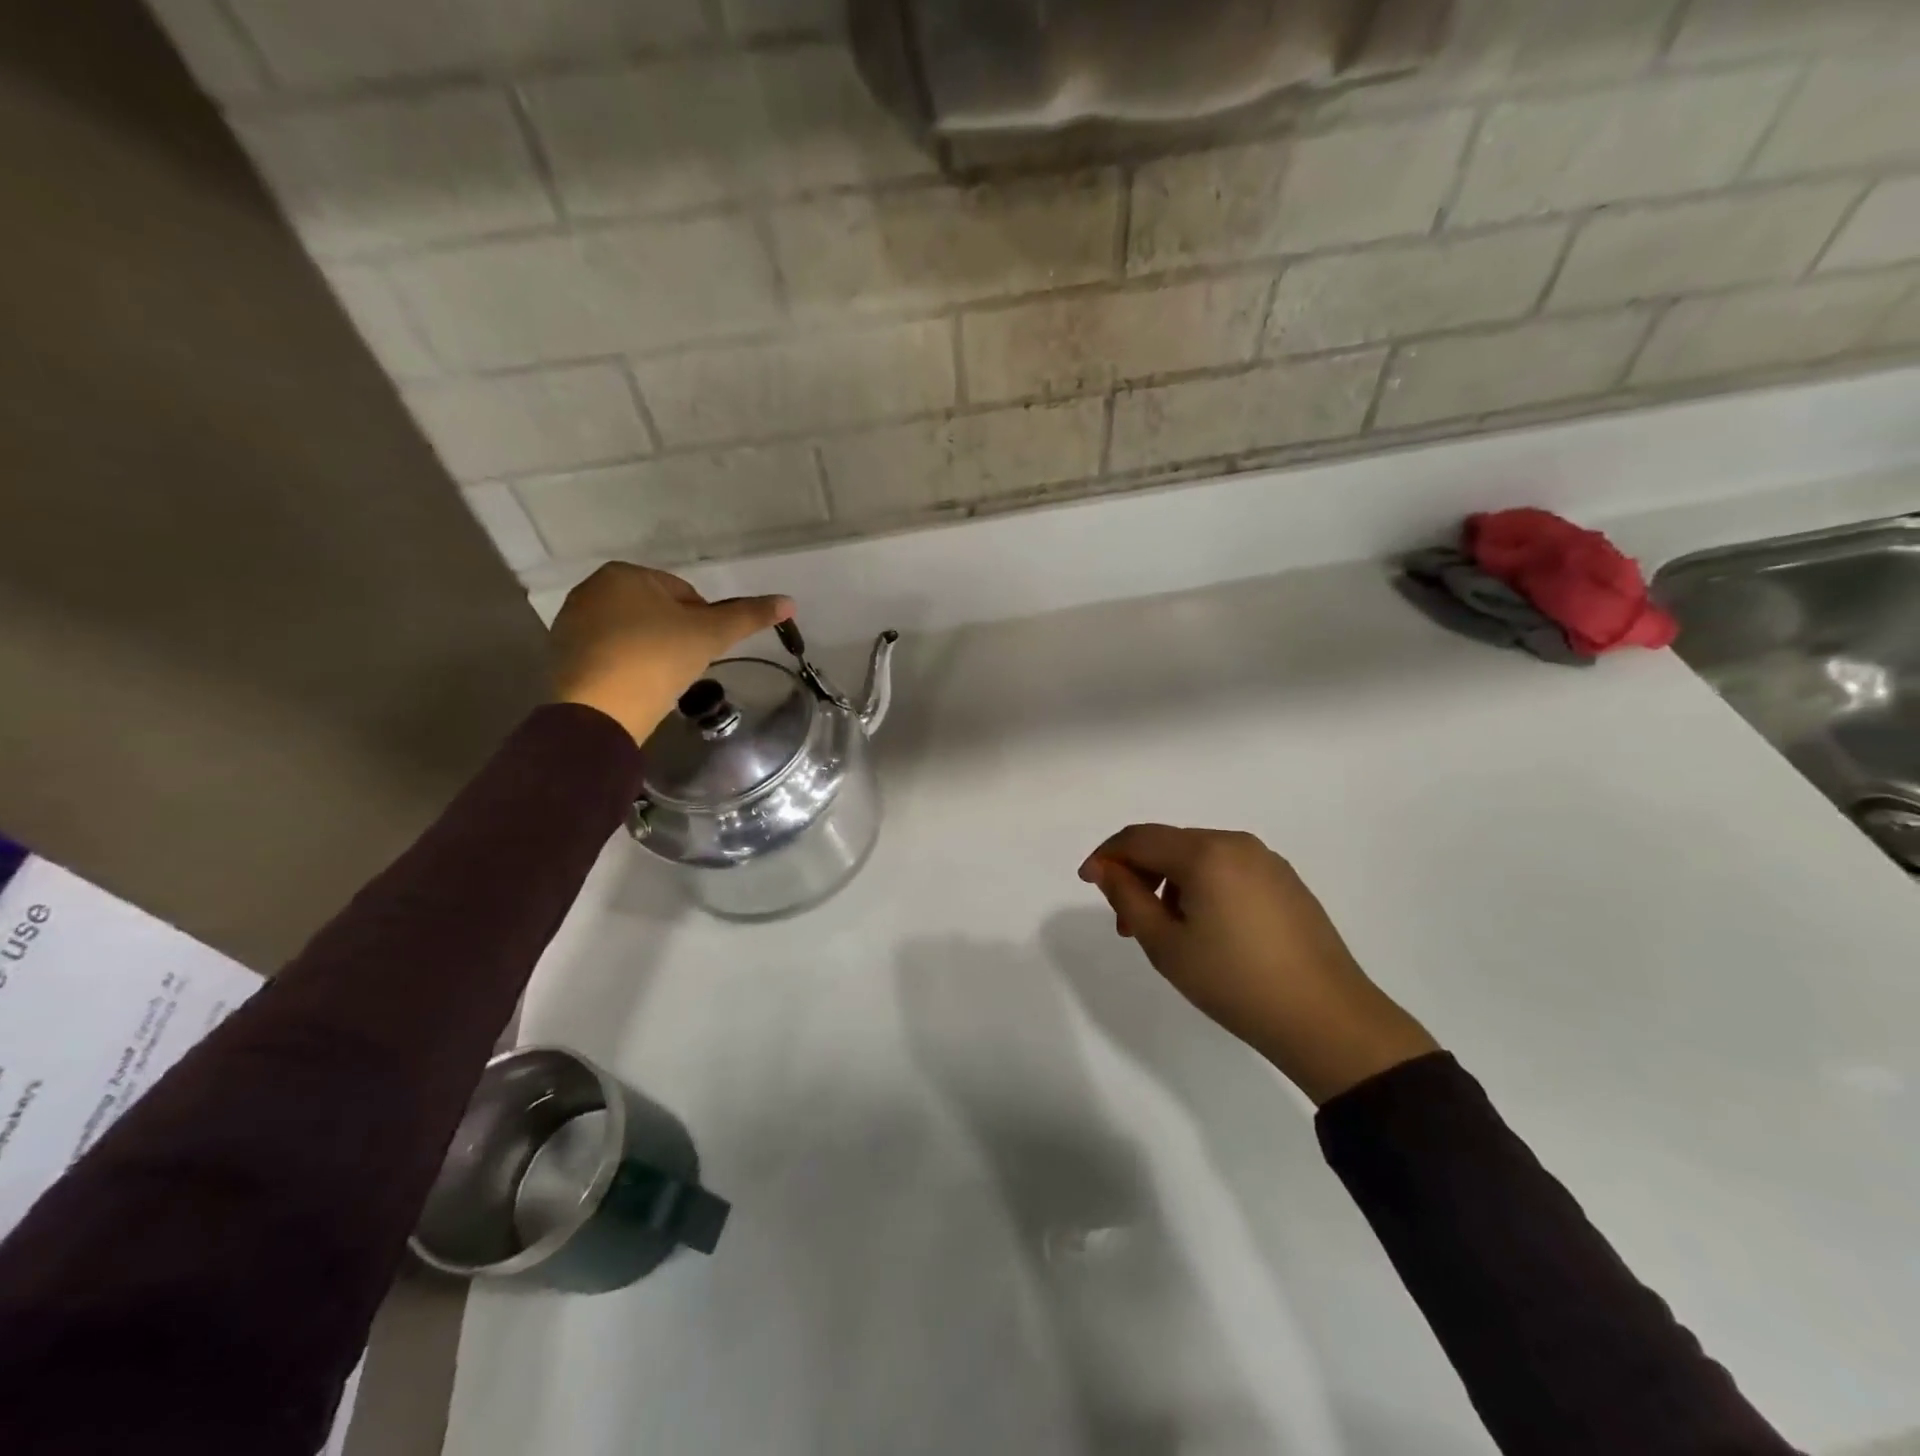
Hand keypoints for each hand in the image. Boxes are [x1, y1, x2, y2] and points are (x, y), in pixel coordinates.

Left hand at [549, 564, 791, 743]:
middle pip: (655, 610)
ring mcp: (572, 623)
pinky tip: (638, 687)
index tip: (705, 648)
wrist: (600, 709)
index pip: (683, 592)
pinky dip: (627, 666)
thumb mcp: (710, 634)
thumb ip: (749, 615)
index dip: (703, 621)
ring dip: (652, 650)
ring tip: (663, 679)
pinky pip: (609, 654)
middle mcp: (592, 590)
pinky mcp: (562, 655)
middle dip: (675, 634)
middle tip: (687, 665)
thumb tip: (789, 602)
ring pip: (631, 632)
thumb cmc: (658, 659)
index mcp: (625, 574)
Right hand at [1080, 825, 1437, 1103]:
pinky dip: (1201, 887)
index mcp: (1205, 852)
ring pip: (1198, 856)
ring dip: (1168, 882)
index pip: (1139, 837)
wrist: (1326, 1019)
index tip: (1087, 882)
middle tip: (1126, 922)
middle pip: (1169, 843)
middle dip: (1138, 873)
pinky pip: (1227, 869)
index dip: (1106, 855)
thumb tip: (1105, 868)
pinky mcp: (1285, 881)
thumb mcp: (1166, 944)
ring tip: (1164, 930)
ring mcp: (1266, 861)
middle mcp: (1236, 843)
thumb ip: (1127, 897)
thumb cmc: (1234, 982)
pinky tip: (1204, 928)